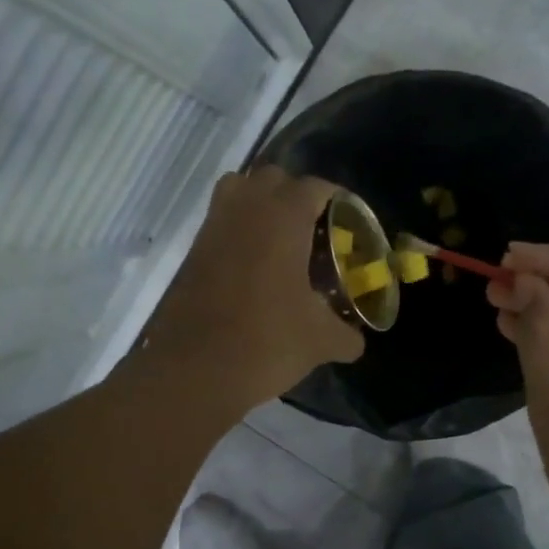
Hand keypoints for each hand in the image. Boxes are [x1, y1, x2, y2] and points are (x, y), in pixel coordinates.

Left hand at [139, 166, 362, 409]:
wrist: (195, 369)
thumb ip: (346, 335)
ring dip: (260, 204)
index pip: (315, 187)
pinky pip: (220, 222)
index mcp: (283, 217)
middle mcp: (245, 209)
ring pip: (239, 191)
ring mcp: (213, 227)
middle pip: (273, 178)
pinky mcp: (193, 251)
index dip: (337, 201)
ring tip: (281, 240)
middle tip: (315, 230)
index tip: (349, 222)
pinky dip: (238, 230)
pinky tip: (254, 267)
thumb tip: (356, 341)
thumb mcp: (320, 341)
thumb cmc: (267, 342)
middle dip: (296, 196)